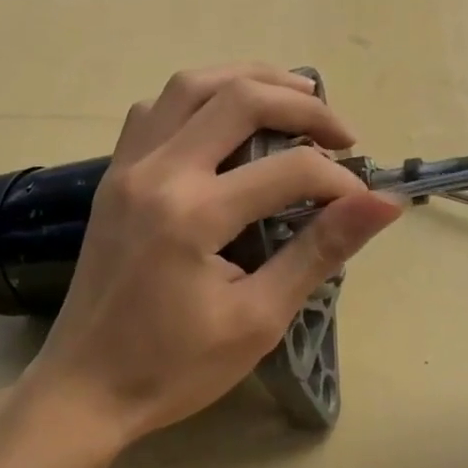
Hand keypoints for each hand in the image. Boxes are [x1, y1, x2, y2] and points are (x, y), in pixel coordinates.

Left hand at [22, 66, 403, 447]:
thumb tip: (383, 203)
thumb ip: (319, 251)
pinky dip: (197, 98)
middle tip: (340, 132)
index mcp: (193, 214)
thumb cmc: (173, 368)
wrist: (84, 387)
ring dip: (247, 80)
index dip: (338, 181)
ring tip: (292, 98)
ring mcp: (127, 167)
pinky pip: (154, 109)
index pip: (288, 170)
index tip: (361, 203)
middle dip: (302, 104)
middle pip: (238, 96)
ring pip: (189, 85)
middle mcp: (156, 172)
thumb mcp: (257, 319)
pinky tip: (222, 121)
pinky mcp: (113, 176)